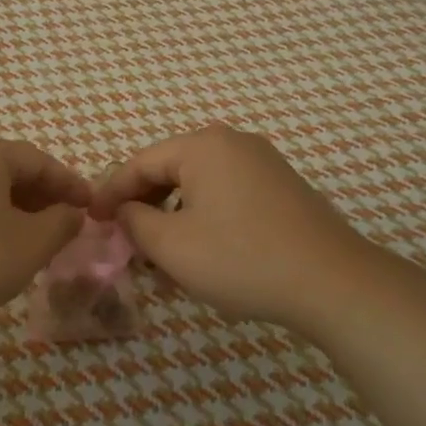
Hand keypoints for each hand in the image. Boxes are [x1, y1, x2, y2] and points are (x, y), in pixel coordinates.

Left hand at [0, 135, 91, 343]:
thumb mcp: (30, 246)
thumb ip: (61, 224)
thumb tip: (72, 213)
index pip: (39, 161)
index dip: (70, 184)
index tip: (91, 207)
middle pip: (8, 169)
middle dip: (41, 196)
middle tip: (64, 225)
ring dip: (12, 208)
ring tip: (31, 239)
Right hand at [90, 124, 396, 337]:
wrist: (333, 283)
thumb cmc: (241, 258)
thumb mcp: (172, 245)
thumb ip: (135, 221)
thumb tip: (124, 211)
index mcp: (203, 146)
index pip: (140, 162)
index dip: (111, 193)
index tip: (92, 221)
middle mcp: (233, 143)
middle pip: (171, 170)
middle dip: (145, 206)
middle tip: (127, 241)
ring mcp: (264, 163)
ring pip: (200, 186)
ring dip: (174, 216)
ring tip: (163, 256)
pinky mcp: (283, 188)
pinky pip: (228, 195)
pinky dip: (205, 218)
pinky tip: (204, 252)